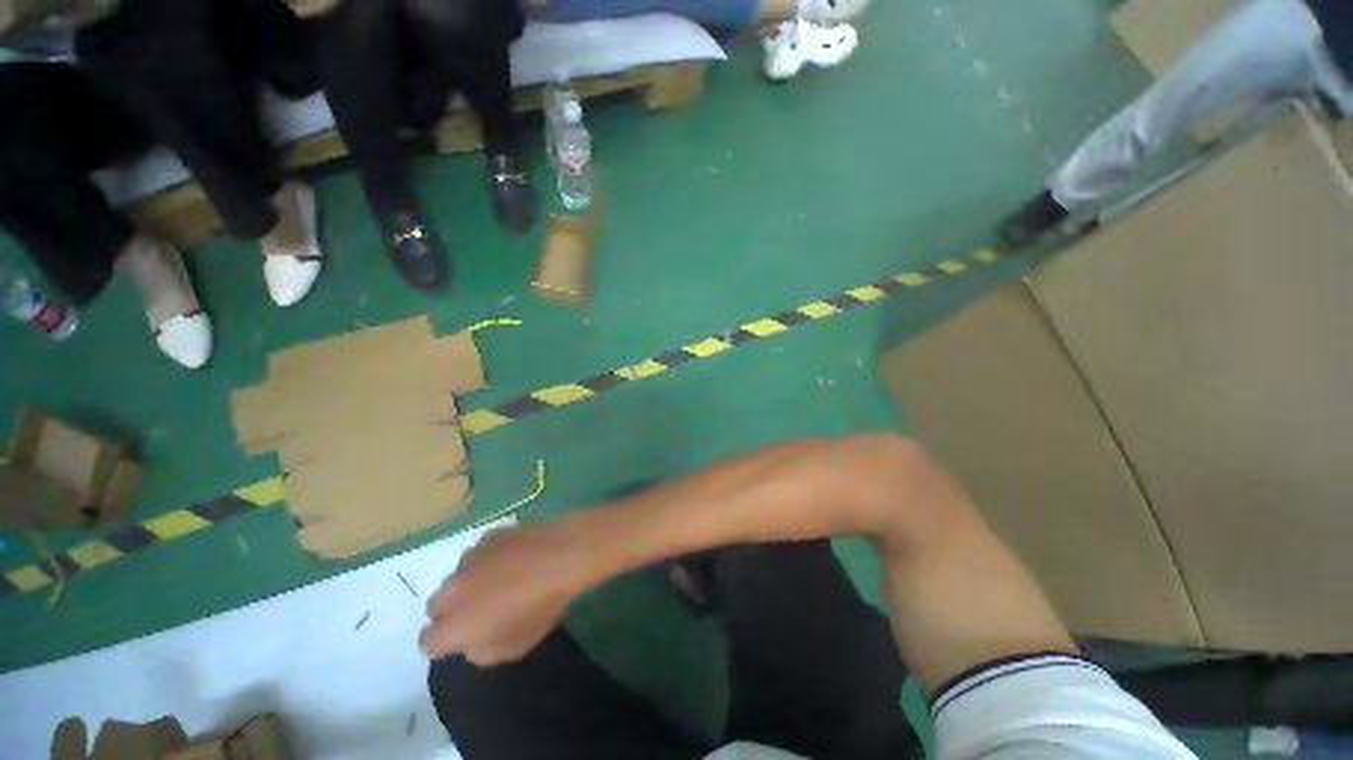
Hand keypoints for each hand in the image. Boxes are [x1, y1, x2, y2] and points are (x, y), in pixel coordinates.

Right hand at [420, 523, 592, 664]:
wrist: (562, 555)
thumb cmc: (540, 607)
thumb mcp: (512, 648)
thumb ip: (480, 650)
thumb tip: (471, 639)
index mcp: (453, 625)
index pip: (428, 643)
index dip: (445, 644)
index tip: (467, 639)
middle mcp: (451, 589)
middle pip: (437, 606)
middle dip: (453, 612)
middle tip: (482, 611)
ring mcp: (469, 557)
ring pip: (457, 576)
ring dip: (470, 582)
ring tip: (502, 580)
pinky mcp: (488, 535)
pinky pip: (479, 552)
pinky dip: (489, 558)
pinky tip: (514, 557)